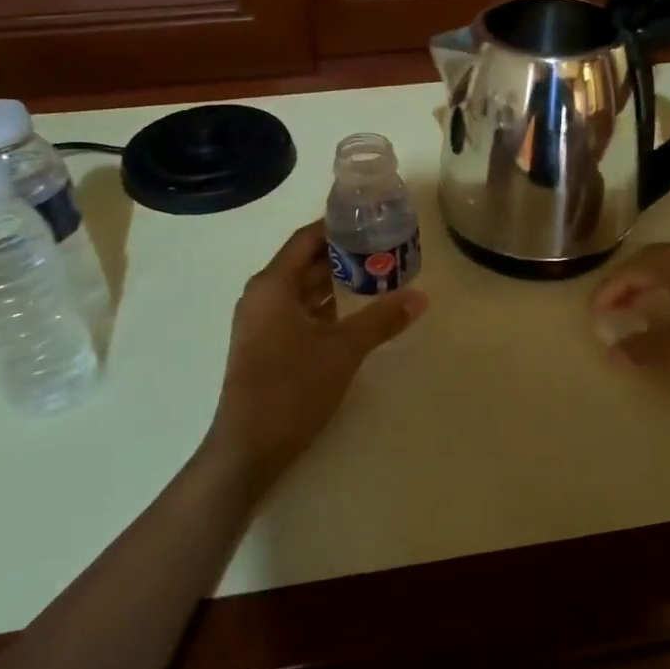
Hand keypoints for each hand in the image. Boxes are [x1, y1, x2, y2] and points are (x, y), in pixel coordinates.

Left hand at [205, 221, 425, 491]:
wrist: (248, 448)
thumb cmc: (292, 389)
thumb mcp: (343, 350)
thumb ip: (382, 320)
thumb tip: (421, 298)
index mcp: (273, 285)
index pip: (307, 238)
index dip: (338, 226)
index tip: (372, 220)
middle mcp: (262, 296)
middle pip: (305, 261)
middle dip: (343, 254)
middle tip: (385, 248)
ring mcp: (262, 322)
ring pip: (303, 289)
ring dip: (336, 282)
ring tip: (378, 275)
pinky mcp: (266, 345)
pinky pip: (298, 311)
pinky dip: (326, 307)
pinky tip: (356, 312)